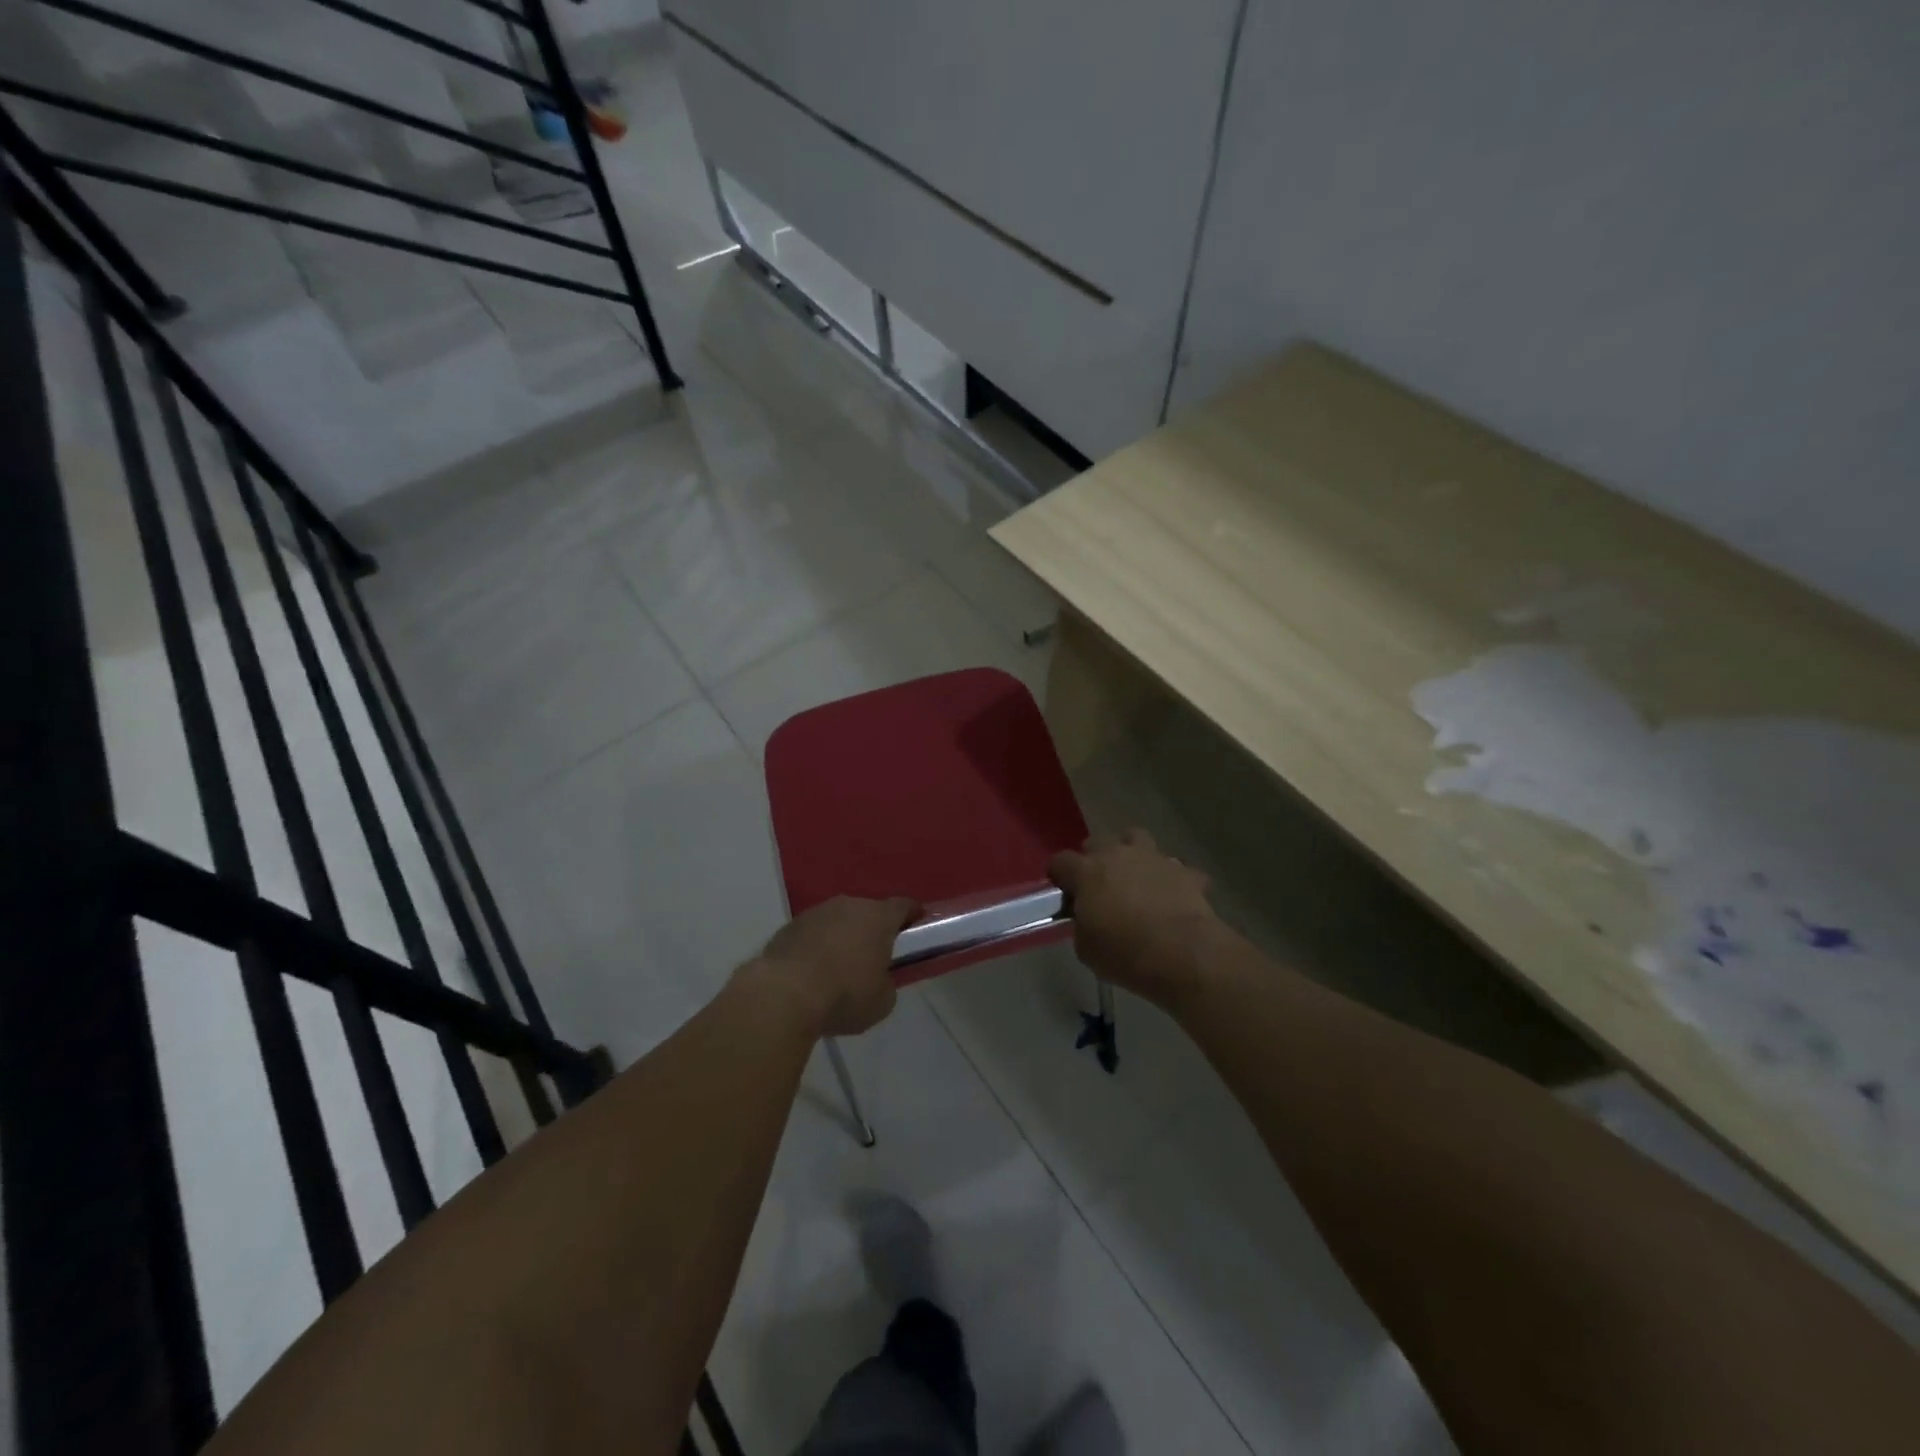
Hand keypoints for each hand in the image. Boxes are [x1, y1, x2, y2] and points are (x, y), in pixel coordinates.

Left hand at [745, 896, 920, 1038]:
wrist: (783, 995)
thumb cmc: (844, 996)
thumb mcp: (881, 1002)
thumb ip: (888, 984)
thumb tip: (879, 980)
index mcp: (878, 917)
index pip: (904, 906)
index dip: (913, 916)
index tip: (917, 928)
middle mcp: (849, 905)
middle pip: (869, 911)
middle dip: (874, 930)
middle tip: (875, 956)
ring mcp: (817, 912)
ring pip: (839, 920)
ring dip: (843, 936)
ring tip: (839, 967)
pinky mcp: (790, 925)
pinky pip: (813, 932)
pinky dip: (817, 945)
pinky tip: (812, 971)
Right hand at [1049, 830, 1219, 1011]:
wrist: (1183, 954)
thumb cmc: (1125, 953)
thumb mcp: (1086, 948)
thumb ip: (1081, 925)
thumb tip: (1088, 920)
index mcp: (1087, 872)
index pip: (1061, 861)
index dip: (1059, 875)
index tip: (1063, 892)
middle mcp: (1118, 855)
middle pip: (1097, 842)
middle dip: (1094, 859)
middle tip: (1098, 885)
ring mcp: (1154, 858)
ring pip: (1137, 838)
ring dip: (1132, 853)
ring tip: (1134, 877)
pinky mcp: (1185, 871)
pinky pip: (1175, 868)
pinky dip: (1171, 878)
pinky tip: (1171, 896)